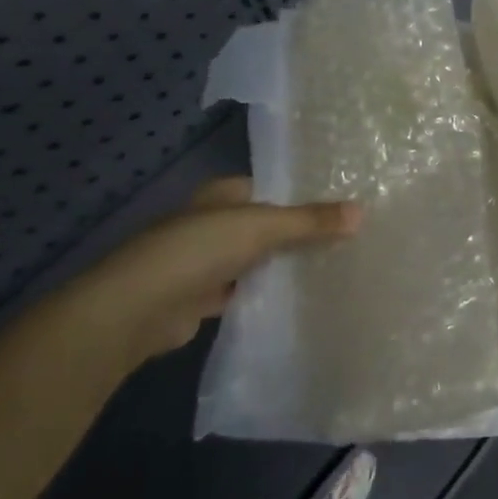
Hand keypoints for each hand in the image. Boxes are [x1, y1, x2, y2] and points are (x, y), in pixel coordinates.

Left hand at [61, 178, 361, 368]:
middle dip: (298, 233)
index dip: (304, 195)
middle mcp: (212, 223)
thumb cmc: (197, 250)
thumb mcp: (263, 227)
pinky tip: (299, 298)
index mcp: (222, 195)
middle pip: (266, 224)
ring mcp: (204, 262)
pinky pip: (245, 290)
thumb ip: (311, 221)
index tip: (343, 206)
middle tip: (348, 238)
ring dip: (282, 265)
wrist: (135, 310)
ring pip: (256, 259)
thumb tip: (362, 211)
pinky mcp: (201, 298)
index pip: (271, 188)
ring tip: (333, 267)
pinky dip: (265, 293)